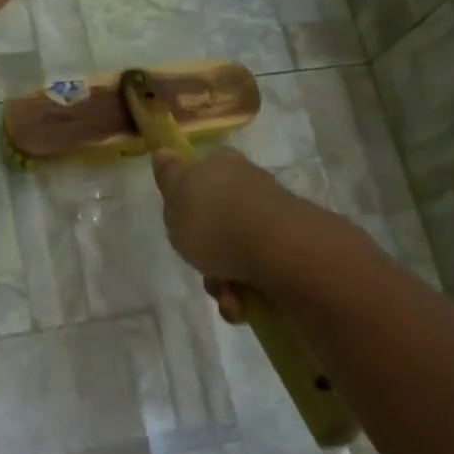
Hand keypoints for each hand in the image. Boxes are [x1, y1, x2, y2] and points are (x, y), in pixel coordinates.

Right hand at [151, 148, 324, 321]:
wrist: (277, 251)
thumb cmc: (215, 221)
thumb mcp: (176, 198)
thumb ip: (169, 177)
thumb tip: (164, 151)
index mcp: (223, 166)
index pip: (203, 173)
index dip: (190, 199)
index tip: (182, 223)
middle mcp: (250, 187)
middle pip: (217, 222)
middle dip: (206, 253)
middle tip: (200, 265)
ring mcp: (272, 219)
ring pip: (235, 252)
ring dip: (224, 281)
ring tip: (226, 294)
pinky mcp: (289, 250)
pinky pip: (257, 273)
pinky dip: (246, 291)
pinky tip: (243, 302)